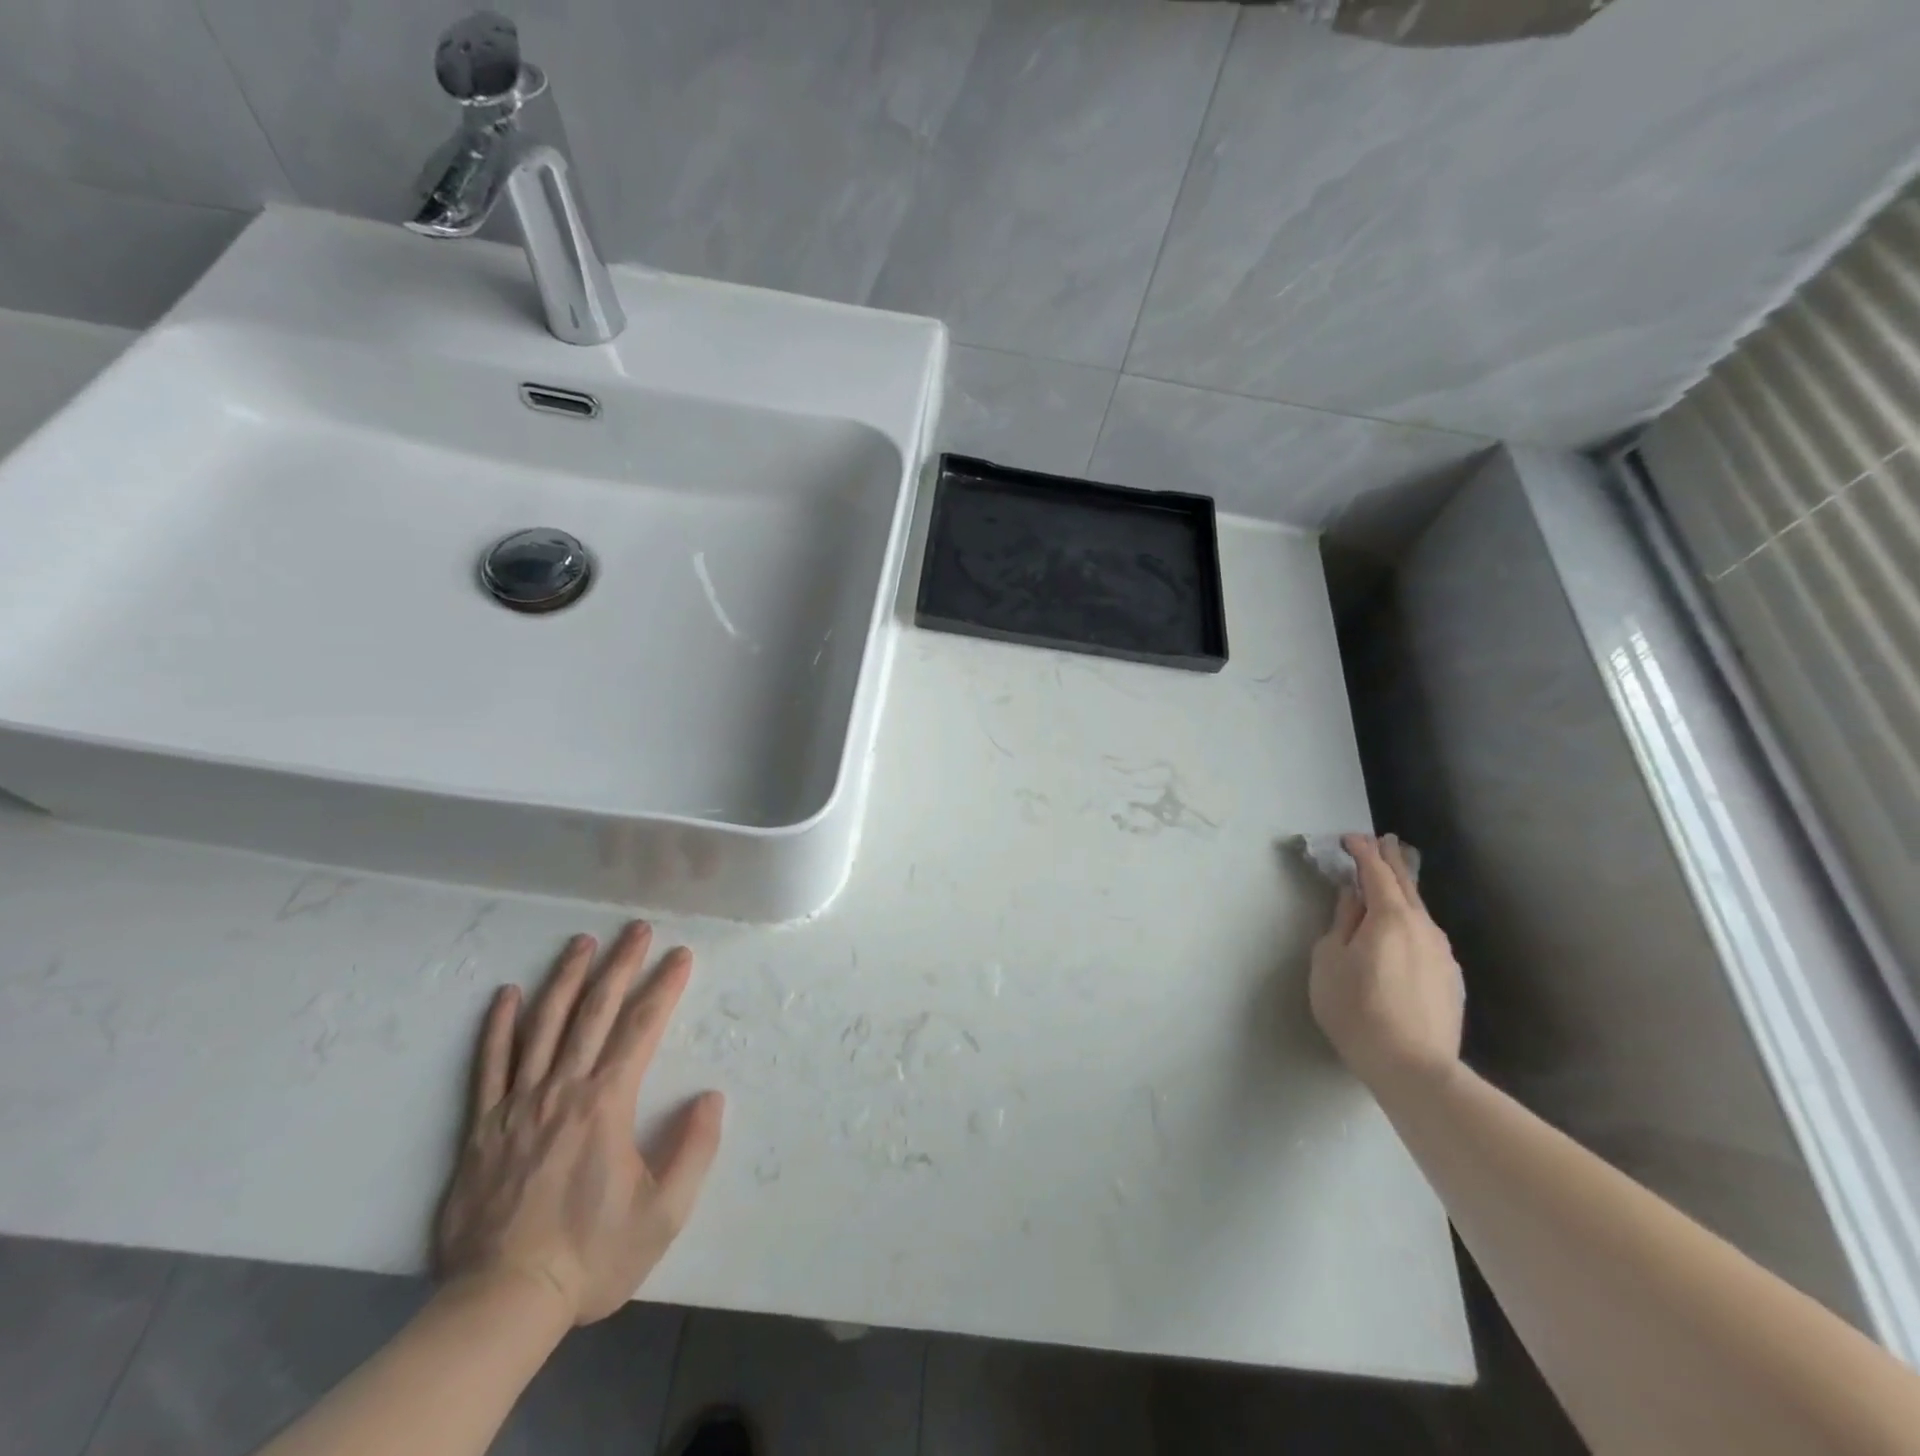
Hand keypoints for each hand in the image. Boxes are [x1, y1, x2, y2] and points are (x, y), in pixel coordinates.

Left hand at [435, 922, 723, 1325]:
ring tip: (581, 942)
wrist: (503, 1303)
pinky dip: (499, 1027)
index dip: (664, 987)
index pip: (641, 1028)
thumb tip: (710, 1096)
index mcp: (606, 1103)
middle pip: (593, 1012)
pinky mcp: (482, 1127)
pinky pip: (489, 1065)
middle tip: (636, 929)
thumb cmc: (591, 1255)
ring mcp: (517, 1105)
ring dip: (565, 978)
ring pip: (542, 1026)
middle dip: (619, 965)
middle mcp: (562, 1090)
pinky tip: (507, 995)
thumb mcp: (663, 1213)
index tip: (680, 956)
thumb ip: (694, 1149)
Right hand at [1309, 834, 1464, 1094]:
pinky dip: (1412, 923)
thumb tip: (1352, 897)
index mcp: (1391, 917)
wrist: (1413, 1067)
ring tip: (1391, 884)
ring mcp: (1443, 954)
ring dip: (1403, 893)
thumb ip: (1342, 921)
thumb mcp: (1329, 959)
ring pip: (1420, 913)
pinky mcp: (1451, 980)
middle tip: (1383, 841)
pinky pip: (1426, 938)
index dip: (1362, 852)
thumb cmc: (1356, 1008)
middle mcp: (1424, 928)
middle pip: (1406, 885)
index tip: (1350, 837)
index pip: (1375, 873)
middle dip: (1391, 861)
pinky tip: (1404, 932)